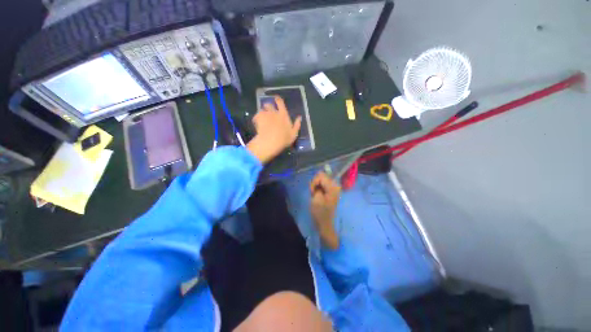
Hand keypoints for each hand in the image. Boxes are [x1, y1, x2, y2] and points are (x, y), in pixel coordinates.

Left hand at [246, 96, 301, 163]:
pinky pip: (256, 116)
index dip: (277, 99)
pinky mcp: (258, 118)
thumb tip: (299, 117)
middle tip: (268, 112)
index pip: (280, 102)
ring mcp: (265, 114)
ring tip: (262, 119)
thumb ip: (297, 125)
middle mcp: (274, 112)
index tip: (276, 98)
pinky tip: (257, 124)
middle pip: (269, 105)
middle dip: (268, 107)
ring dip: (262, 113)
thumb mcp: (294, 133)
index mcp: (283, 114)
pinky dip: (256, 119)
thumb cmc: (284, 139)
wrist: (271, 142)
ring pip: (261, 110)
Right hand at [310, 172, 340, 249]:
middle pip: (322, 176)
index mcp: (333, 187)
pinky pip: (323, 184)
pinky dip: (318, 187)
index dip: (314, 182)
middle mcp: (335, 185)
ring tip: (314, 194)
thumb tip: (316, 180)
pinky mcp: (331, 191)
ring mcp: (334, 188)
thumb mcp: (316, 198)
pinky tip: (317, 194)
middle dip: (315, 183)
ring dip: (316, 185)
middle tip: (313, 192)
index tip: (312, 191)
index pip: (321, 176)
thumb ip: (316, 186)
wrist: (325, 223)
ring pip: (321, 179)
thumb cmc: (320, 212)